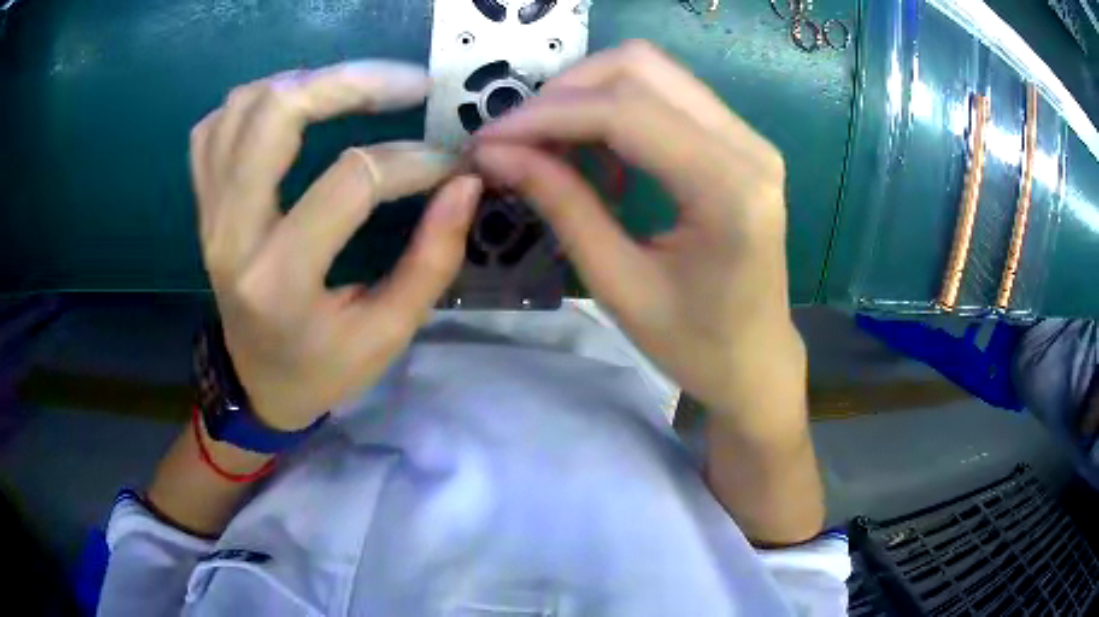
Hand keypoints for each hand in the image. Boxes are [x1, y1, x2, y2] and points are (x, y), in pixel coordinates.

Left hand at [190, 61, 481, 430]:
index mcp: (279, 280)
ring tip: (357, 89)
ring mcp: (208, 214)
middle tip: (407, 84)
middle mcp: (231, 234)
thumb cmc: (321, 369)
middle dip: (350, 82)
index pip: (350, 180)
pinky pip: (215, 127)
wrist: (255, 384)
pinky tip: (295, 106)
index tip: (450, 163)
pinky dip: (257, 101)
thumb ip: (432, 259)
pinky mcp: (203, 205)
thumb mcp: (387, 334)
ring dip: (307, 82)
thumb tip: (464, 183)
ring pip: (243, 106)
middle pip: (275, 114)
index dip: (412, 160)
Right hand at [473, 41, 806, 430]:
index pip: (625, 112)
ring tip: (548, 144)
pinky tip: (598, 155)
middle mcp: (748, 146)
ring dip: (587, 95)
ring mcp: (748, 137)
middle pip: (640, 67)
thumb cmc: (695, 344)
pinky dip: (616, 108)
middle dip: (564, 92)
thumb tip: (496, 152)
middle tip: (518, 139)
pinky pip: (666, 95)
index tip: (489, 138)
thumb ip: (562, 205)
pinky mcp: (739, 141)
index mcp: (728, 190)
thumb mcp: (618, 284)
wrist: (756, 360)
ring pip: (651, 71)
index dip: (546, 115)